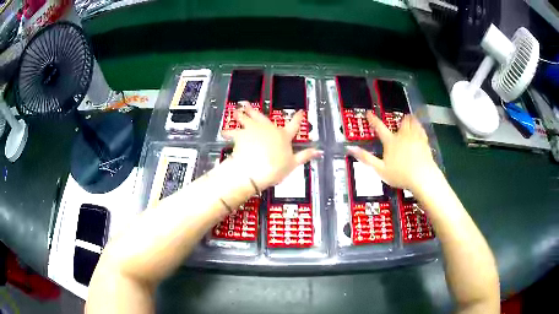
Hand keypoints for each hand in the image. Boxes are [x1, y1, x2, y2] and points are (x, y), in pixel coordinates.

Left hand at [221, 103, 321, 189]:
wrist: (256, 169)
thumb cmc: (276, 167)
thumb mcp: (293, 164)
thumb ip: (305, 156)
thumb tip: (319, 151)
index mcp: (283, 136)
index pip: (294, 125)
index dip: (298, 117)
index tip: (300, 111)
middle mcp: (268, 129)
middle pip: (262, 117)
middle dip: (255, 110)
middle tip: (248, 104)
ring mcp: (253, 130)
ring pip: (246, 119)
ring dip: (241, 114)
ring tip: (236, 111)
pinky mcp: (240, 135)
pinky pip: (231, 132)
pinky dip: (227, 132)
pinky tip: (223, 132)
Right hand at [347, 111, 439, 191]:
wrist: (423, 177)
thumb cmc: (400, 175)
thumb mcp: (380, 169)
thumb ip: (366, 158)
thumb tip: (351, 148)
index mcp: (391, 141)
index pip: (379, 127)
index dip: (373, 119)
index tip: (369, 112)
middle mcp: (403, 135)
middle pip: (402, 122)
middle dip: (400, 120)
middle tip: (400, 121)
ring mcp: (416, 137)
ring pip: (413, 122)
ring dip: (410, 120)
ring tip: (410, 120)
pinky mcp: (425, 142)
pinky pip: (422, 129)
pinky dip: (419, 127)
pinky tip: (420, 130)